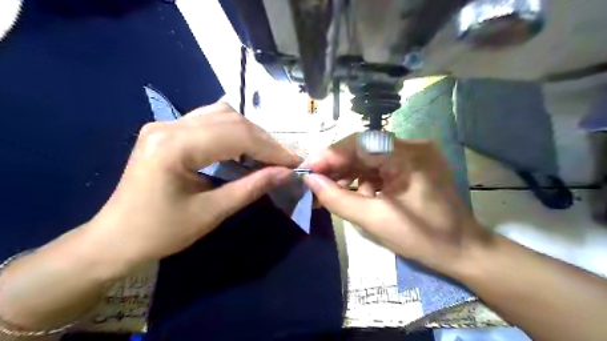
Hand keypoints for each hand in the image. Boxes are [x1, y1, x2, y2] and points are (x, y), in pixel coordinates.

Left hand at [84, 102, 302, 274]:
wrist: (115, 239)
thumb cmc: (160, 232)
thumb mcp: (212, 212)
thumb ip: (251, 188)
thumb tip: (286, 173)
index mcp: (174, 146)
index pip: (237, 135)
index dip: (271, 148)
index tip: (295, 162)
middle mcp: (169, 125)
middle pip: (231, 119)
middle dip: (264, 140)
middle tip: (284, 161)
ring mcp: (166, 124)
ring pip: (222, 114)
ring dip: (250, 133)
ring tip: (266, 155)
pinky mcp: (167, 130)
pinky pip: (209, 120)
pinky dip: (233, 132)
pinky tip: (242, 148)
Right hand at [301, 133, 489, 274]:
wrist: (462, 250)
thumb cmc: (422, 238)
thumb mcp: (374, 220)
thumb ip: (338, 199)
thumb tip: (310, 181)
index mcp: (408, 155)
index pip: (360, 143)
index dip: (330, 155)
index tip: (307, 169)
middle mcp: (412, 146)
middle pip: (363, 148)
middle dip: (336, 165)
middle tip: (314, 182)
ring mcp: (413, 154)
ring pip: (368, 157)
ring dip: (347, 173)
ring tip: (329, 191)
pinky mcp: (411, 165)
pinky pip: (379, 166)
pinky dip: (363, 178)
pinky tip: (353, 193)